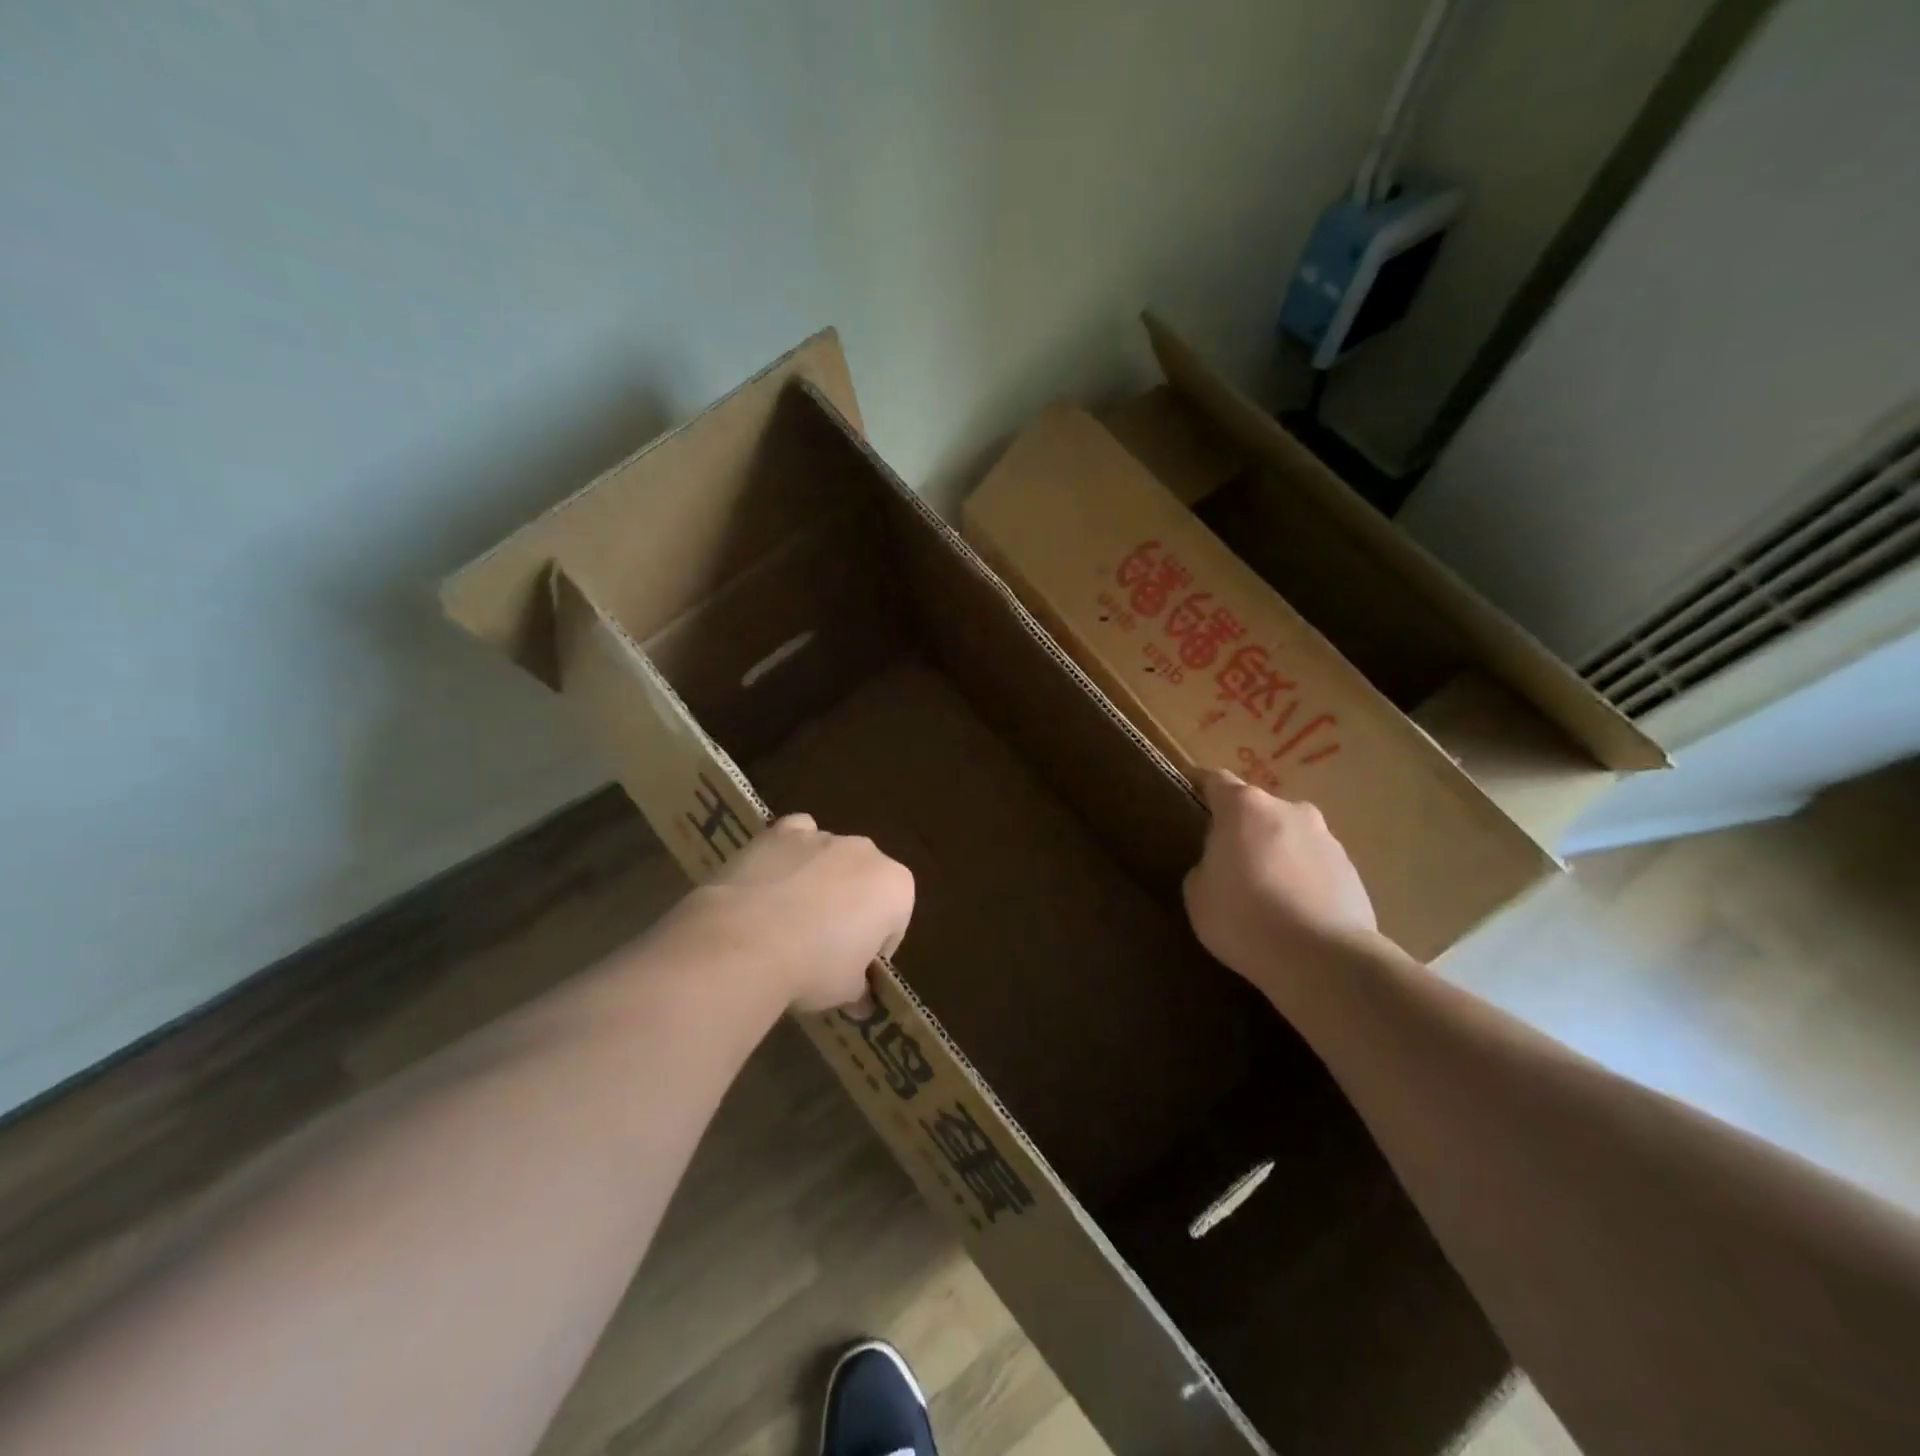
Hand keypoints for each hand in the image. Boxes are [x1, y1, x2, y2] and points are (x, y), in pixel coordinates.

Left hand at [689, 814, 915, 1012]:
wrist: (746, 942)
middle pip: (865, 881)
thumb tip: (860, 1001)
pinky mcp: (780, 832)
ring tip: (790, 918)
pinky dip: (791, 852)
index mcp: (895, 887)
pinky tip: (774, 878)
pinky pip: (796, 835)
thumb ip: (859, 987)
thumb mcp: (846, 990)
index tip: (855, 968)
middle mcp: (866, 852)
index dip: (876, 947)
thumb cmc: (813, 968)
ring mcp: (822, 836)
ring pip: (830, 857)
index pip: (895, 920)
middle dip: (851, 906)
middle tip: (824, 944)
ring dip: (820, 880)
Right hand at [1183, 770, 1378, 1007]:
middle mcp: (1290, 810)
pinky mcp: (1352, 872)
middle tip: (1229, 864)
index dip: (1200, 786)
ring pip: (1290, 839)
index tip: (1189, 793)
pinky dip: (1302, 881)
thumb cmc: (1243, 917)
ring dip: (1276, 855)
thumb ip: (1206, 866)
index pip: (1216, 781)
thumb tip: (1222, 866)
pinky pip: (1315, 868)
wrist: (1321, 959)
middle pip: (1258, 811)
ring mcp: (1327, 839)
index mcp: (1245, 807)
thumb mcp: (1197, 892)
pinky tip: (1294, 915)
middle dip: (1243, 830)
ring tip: (1266, 896)